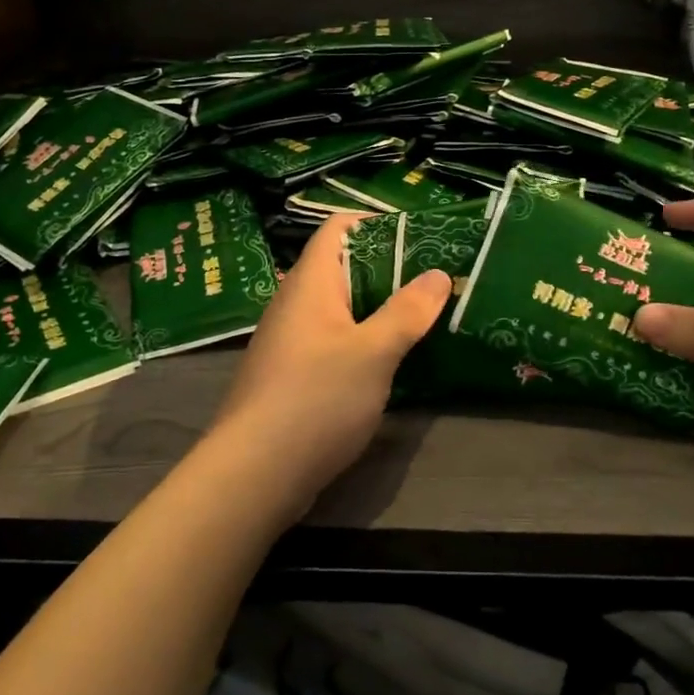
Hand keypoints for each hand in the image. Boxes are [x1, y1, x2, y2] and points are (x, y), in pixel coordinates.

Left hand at [205, 214, 451, 519]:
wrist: (256, 471)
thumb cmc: (316, 398)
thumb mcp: (373, 352)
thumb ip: (407, 312)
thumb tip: (438, 274)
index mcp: (309, 283)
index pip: (336, 229)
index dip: (374, 223)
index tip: (418, 233)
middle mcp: (294, 304)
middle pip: (341, 268)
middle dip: (387, 269)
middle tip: (434, 277)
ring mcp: (290, 342)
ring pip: (339, 309)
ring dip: (377, 309)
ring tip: (423, 315)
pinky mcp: (292, 376)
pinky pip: (332, 342)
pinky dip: (362, 341)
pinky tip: (391, 360)